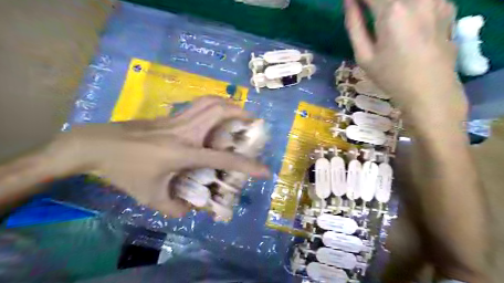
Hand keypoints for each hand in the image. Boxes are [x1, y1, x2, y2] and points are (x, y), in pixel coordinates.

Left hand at [45, 96, 268, 216]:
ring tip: (239, 114)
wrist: (97, 144)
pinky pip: (199, 105)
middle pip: (220, 110)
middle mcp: (186, 131)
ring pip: (210, 101)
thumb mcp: (150, 197)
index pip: (223, 159)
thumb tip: (191, 209)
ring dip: (229, 104)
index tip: (265, 171)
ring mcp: (178, 119)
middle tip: (252, 124)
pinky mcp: (171, 115)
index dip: (247, 166)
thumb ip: (174, 207)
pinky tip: (216, 116)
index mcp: (184, 152)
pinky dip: (214, 105)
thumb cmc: (124, 171)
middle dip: (242, 114)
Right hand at [345, 0, 466, 119]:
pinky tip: (405, 20)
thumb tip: (349, 3)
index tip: (351, 4)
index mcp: (392, 11)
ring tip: (384, 23)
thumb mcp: (364, 56)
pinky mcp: (448, 5)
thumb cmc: (391, 76)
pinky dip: (409, 6)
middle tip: (365, 10)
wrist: (430, 89)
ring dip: (390, 4)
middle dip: (374, 1)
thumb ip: (354, 26)